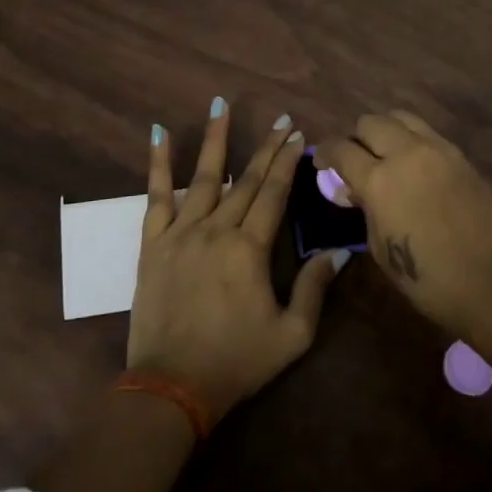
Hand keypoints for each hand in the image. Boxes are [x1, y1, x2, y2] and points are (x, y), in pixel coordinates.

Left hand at [127, 100, 343, 423]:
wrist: (171, 387)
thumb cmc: (236, 362)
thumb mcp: (291, 335)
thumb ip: (314, 289)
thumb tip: (339, 252)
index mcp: (249, 249)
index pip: (274, 193)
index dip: (288, 162)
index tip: (298, 136)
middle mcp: (216, 230)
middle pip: (246, 179)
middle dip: (265, 147)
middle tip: (279, 120)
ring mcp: (180, 233)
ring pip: (203, 176)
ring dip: (214, 139)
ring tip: (221, 104)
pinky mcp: (153, 244)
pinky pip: (155, 196)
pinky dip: (157, 164)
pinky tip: (158, 134)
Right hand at [316, 110, 491, 338]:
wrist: (491, 280)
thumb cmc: (427, 277)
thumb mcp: (380, 247)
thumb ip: (365, 208)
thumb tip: (356, 190)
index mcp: (379, 180)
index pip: (342, 149)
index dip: (325, 153)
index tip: (322, 162)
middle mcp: (406, 153)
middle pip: (370, 122)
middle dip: (356, 138)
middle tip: (356, 160)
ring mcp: (437, 149)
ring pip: (401, 117)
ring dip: (386, 131)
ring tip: (385, 155)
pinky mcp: (460, 155)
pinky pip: (427, 133)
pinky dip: (412, 140)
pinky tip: (414, 165)